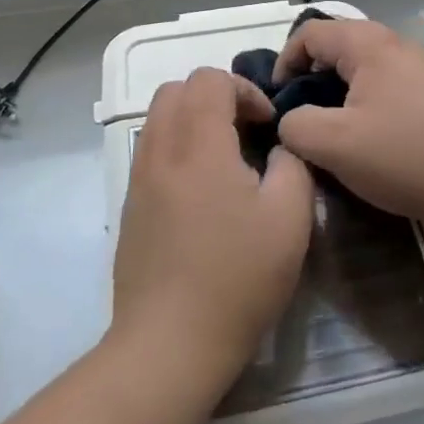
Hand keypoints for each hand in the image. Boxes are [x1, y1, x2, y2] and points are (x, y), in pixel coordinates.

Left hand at [113, 68, 314, 383]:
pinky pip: (152, 151)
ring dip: (193, 121)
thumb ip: (292, 165)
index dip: (245, 89)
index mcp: (198, 143)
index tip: (267, 125)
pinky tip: (203, 193)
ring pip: (159, 118)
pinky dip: (178, 148)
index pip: (209, 78)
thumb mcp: (290, 219)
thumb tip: (276, 149)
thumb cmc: (236, 278)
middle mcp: (160, 150)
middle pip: (176, 88)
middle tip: (245, 131)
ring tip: (226, 159)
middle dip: (215, 96)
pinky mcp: (131, 207)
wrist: (168, 345)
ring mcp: (139, 178)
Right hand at [274, 17, 423, 240]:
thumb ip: (295, 126)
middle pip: (341, 45)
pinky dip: (373, 101)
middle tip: (306, 116)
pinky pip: (394, 83)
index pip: (311, 33)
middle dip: (315, 77)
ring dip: (345, 91)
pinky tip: (379, 138)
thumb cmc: (403, 156)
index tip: (280, 101)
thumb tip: (291, 120)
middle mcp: (399, 43)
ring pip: (369, 66)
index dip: (285, 62)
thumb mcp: (333, 145)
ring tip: (340, 130)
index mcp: (370, 44)